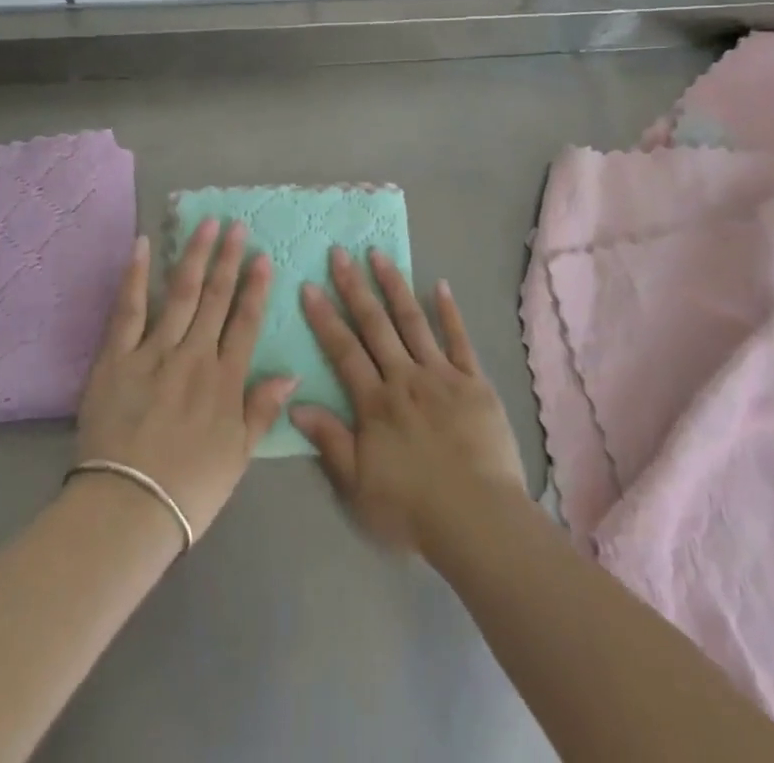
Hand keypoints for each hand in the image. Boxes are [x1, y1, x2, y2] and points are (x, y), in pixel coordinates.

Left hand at [76, 220, 296, 539]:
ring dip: (194, 257)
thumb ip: (262, 410)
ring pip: (180, 295)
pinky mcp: (116, 359)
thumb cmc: (189, 489)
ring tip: (205, 224)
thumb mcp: (239, 456)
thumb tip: (290, 373)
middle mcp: (194, 357)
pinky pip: (128, 310)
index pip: (245, 323)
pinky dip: (136, 276)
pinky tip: (143, 246)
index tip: (262, 257)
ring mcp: (153, 353)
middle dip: (228, 260)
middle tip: (236, 226)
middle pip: (215, 299)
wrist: (128, 510)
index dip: (255, 288)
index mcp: (224, 381)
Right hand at [292, 249, 526, 556]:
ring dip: (394, 286)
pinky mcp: (474, 381)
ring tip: (379, 255)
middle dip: (354, 287)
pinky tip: (440, 285)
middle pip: (375, 325)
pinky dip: (449, 311)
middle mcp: (405, 377)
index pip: (343, 350)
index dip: (324, 318)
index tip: (310, 285)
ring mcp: (442, 374)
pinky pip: (460, 339)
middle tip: (340, 253)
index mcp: (375, 402)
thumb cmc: (412, 508)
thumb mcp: (358, 485)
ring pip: (413, 321)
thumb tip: (295, 403)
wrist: (478, 518)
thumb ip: (329, 440)